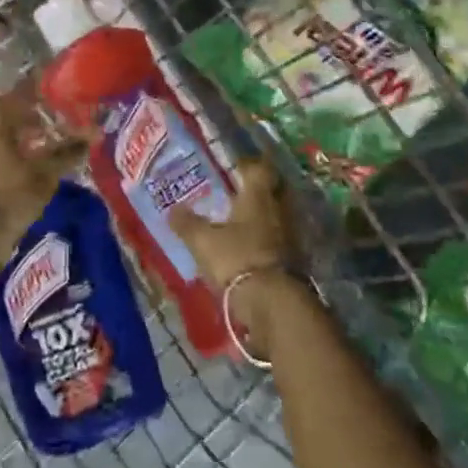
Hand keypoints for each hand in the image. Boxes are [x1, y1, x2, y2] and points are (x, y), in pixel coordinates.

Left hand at [0, 85, 87, 281]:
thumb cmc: (10, 196)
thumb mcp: (45, 173)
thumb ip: (69, 150)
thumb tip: (96, 132)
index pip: (18, 93)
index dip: (39, 94)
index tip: (59, 98)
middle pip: (7, 114)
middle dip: (31, 116)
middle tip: (56, 123)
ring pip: (0, 135)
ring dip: (22, 137)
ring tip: (47, 146)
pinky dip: (12, 154)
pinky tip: (30, 167)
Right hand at [169, 158, 307, 335]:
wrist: (272, 303)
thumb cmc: (236, 259)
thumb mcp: (203, 241)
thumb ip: (187, 223)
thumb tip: (173, 209)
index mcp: (258, 195)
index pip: (258, 168)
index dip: (247, 164)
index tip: (233, 166)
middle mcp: (279, 208)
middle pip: (271, 190)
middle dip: (255, 190)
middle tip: (234, 192)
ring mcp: (290, 234)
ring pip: (276, 214)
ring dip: (262, 216)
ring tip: (239, 221)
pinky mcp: (295, 259)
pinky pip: (279, 238)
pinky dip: (266, 239)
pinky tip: (250, 247)